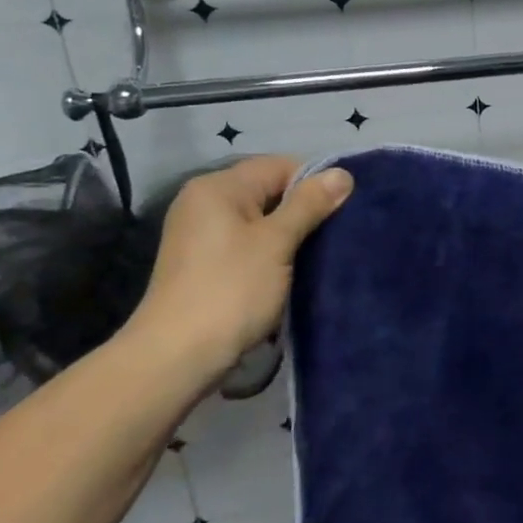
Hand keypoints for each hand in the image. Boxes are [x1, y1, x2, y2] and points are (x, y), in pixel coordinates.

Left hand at [119, 156, 352, 388]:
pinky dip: (271, 252)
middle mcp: (204, 202)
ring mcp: (200, 234)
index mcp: (218, 187)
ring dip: (290, 234)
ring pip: (260, 220)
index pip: (279, 165)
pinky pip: (247, 244)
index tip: (345, 208)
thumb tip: (343, 173)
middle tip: (339, 232)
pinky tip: (293, 271)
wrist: (177, 357)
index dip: (315, 182)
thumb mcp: (276, 242)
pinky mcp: (203, 263)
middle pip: (268, 191)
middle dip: (304, 209)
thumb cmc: (230, 290)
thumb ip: (309, 204)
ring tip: (322, 252)